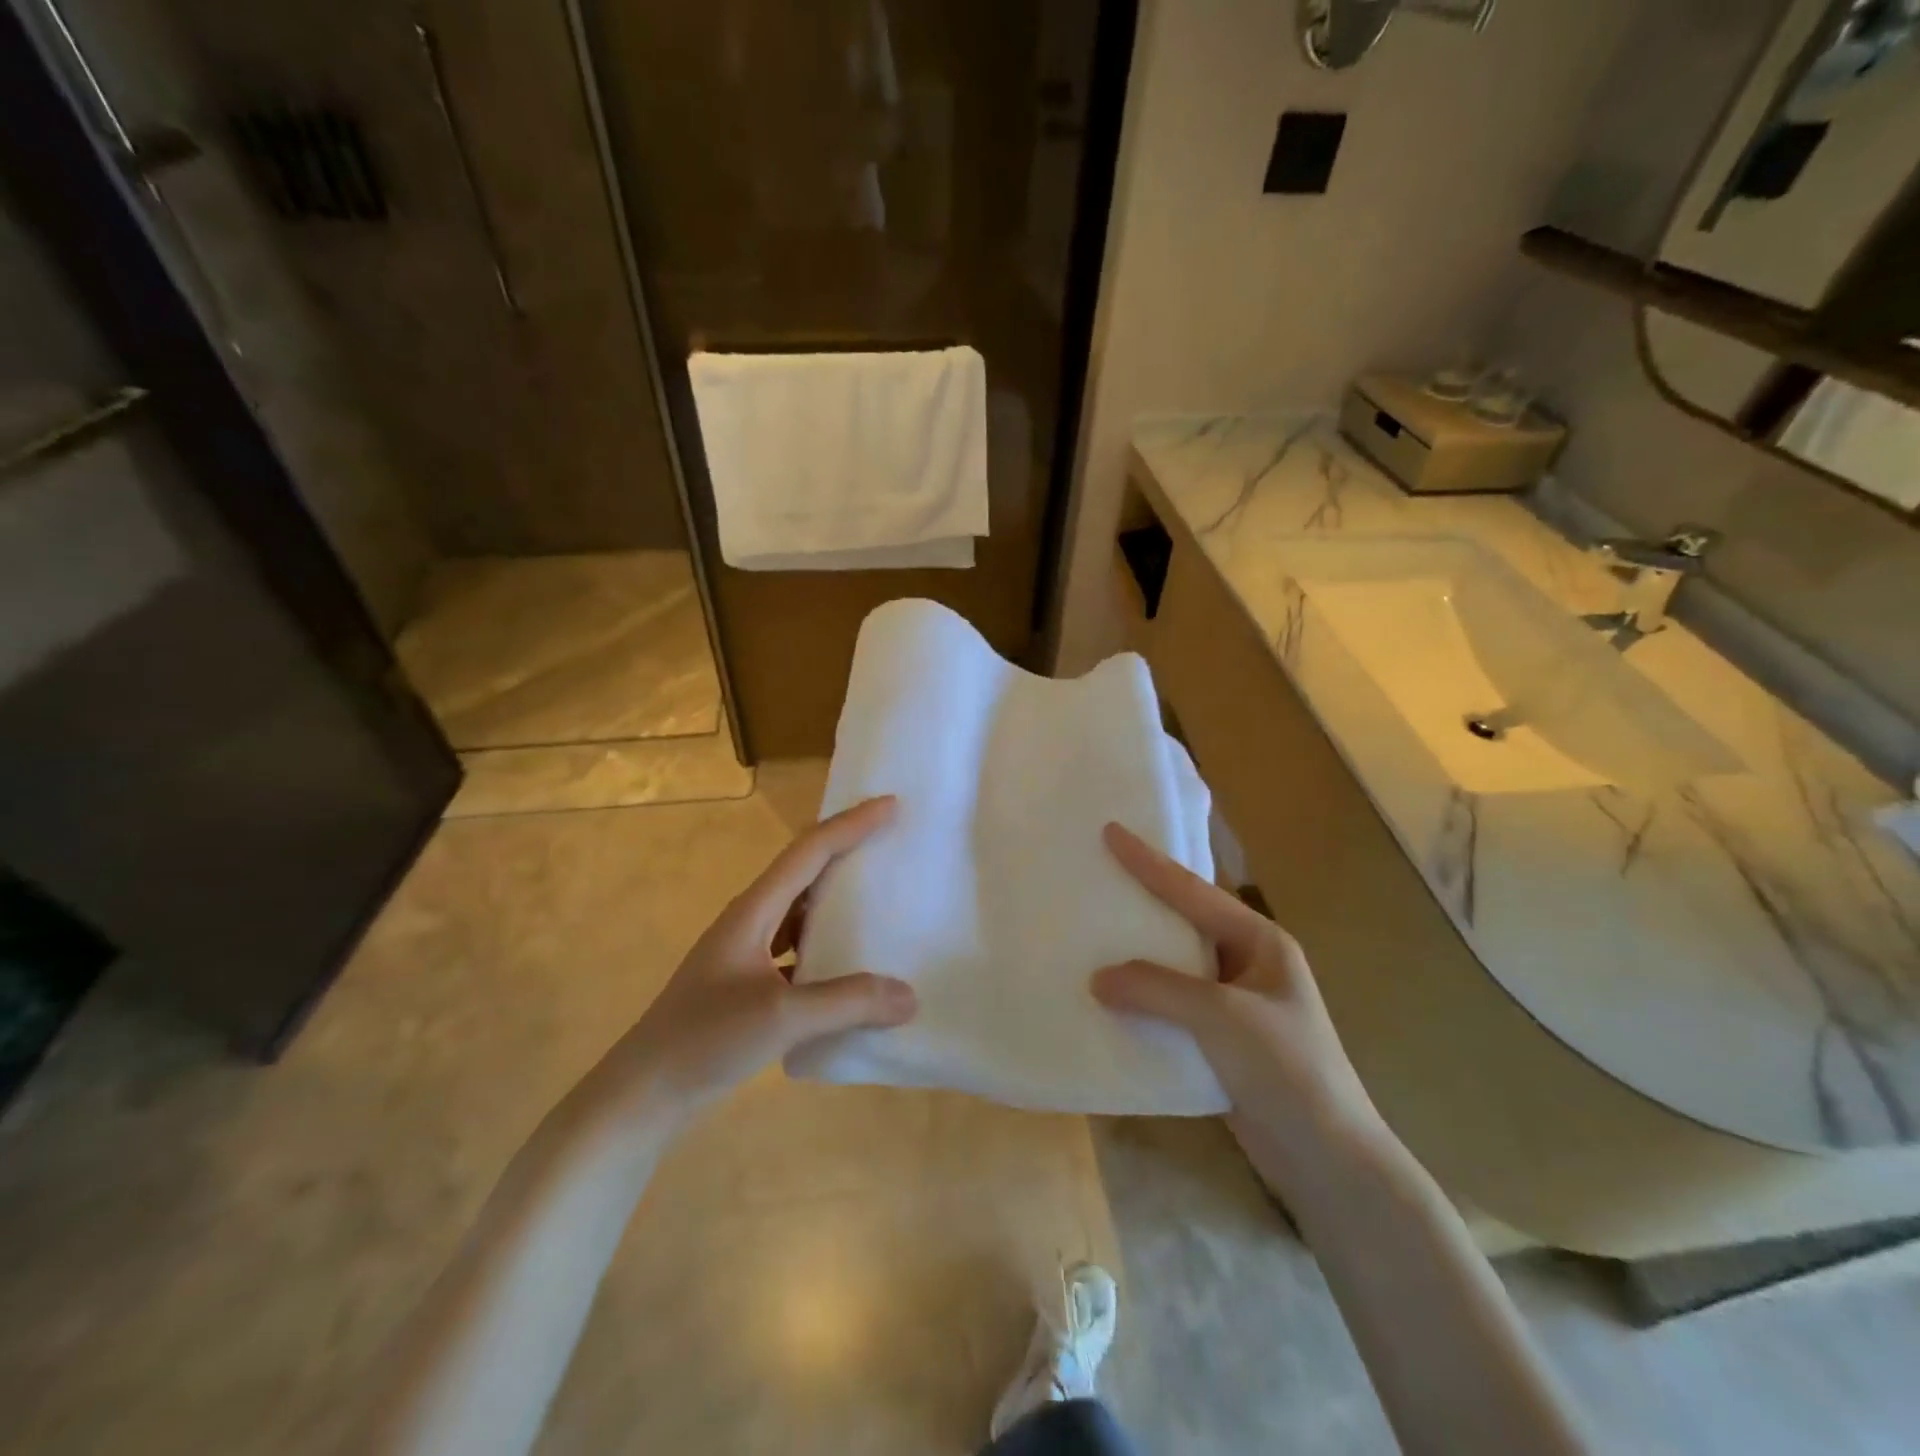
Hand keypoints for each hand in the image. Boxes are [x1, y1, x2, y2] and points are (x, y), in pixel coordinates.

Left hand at [601, 797, 917, 1114]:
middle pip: (805, 871)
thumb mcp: (780, 1017)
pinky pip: (797, 948)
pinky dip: (826, 944)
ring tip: (879, 895)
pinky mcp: (748, 984)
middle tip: (891, 840)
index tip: (891, 805)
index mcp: (753, 911)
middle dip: (846, 849)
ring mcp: (746, 953)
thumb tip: (909, 996)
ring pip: (801, 910)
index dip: (850, 825)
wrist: (642, 1094)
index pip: (809, 852)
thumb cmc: (704, 1040)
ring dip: (837, 897)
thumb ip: (846, 1002)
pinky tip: (849, 964)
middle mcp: (750, 920)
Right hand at [1091, 823, 1382, 1180]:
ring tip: (1090, 933)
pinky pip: (1170, 1006)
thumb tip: (1096, 978)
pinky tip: (1107, 997)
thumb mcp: (1222, 1017)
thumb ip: (1156, 988)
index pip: (1193, 892)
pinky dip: (1140, 999)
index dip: (1149, 862)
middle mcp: (1246, 963)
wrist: (1328, 1161)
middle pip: (1182, 922)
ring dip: (1136, 955)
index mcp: (1259, 942)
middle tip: (1096, 875)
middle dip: (1141, 901)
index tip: (1110, 830)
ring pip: (1172, 966)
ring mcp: (1233, 1003)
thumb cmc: (1287, 1069)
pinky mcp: (1219, 1041)